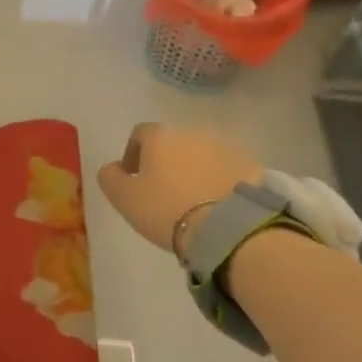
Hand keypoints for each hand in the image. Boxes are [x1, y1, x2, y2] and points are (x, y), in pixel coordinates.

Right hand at [97, 123, 260, 255]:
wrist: (229, 229)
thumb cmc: (166, 209)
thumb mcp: (123, 198)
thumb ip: (110, 177)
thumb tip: (113, 168)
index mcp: (160, 136)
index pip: (140, 134)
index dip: (133, 154)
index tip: (133, 179)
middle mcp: (193, 132)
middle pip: (173, 143)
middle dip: (167, 162)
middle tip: (164, 192)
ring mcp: (226, 147)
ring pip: (203, 156)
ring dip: (195, 171)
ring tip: (193, 201)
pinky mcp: (251, 166)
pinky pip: (228, 171)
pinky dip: (220, 182)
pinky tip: (217, 206)